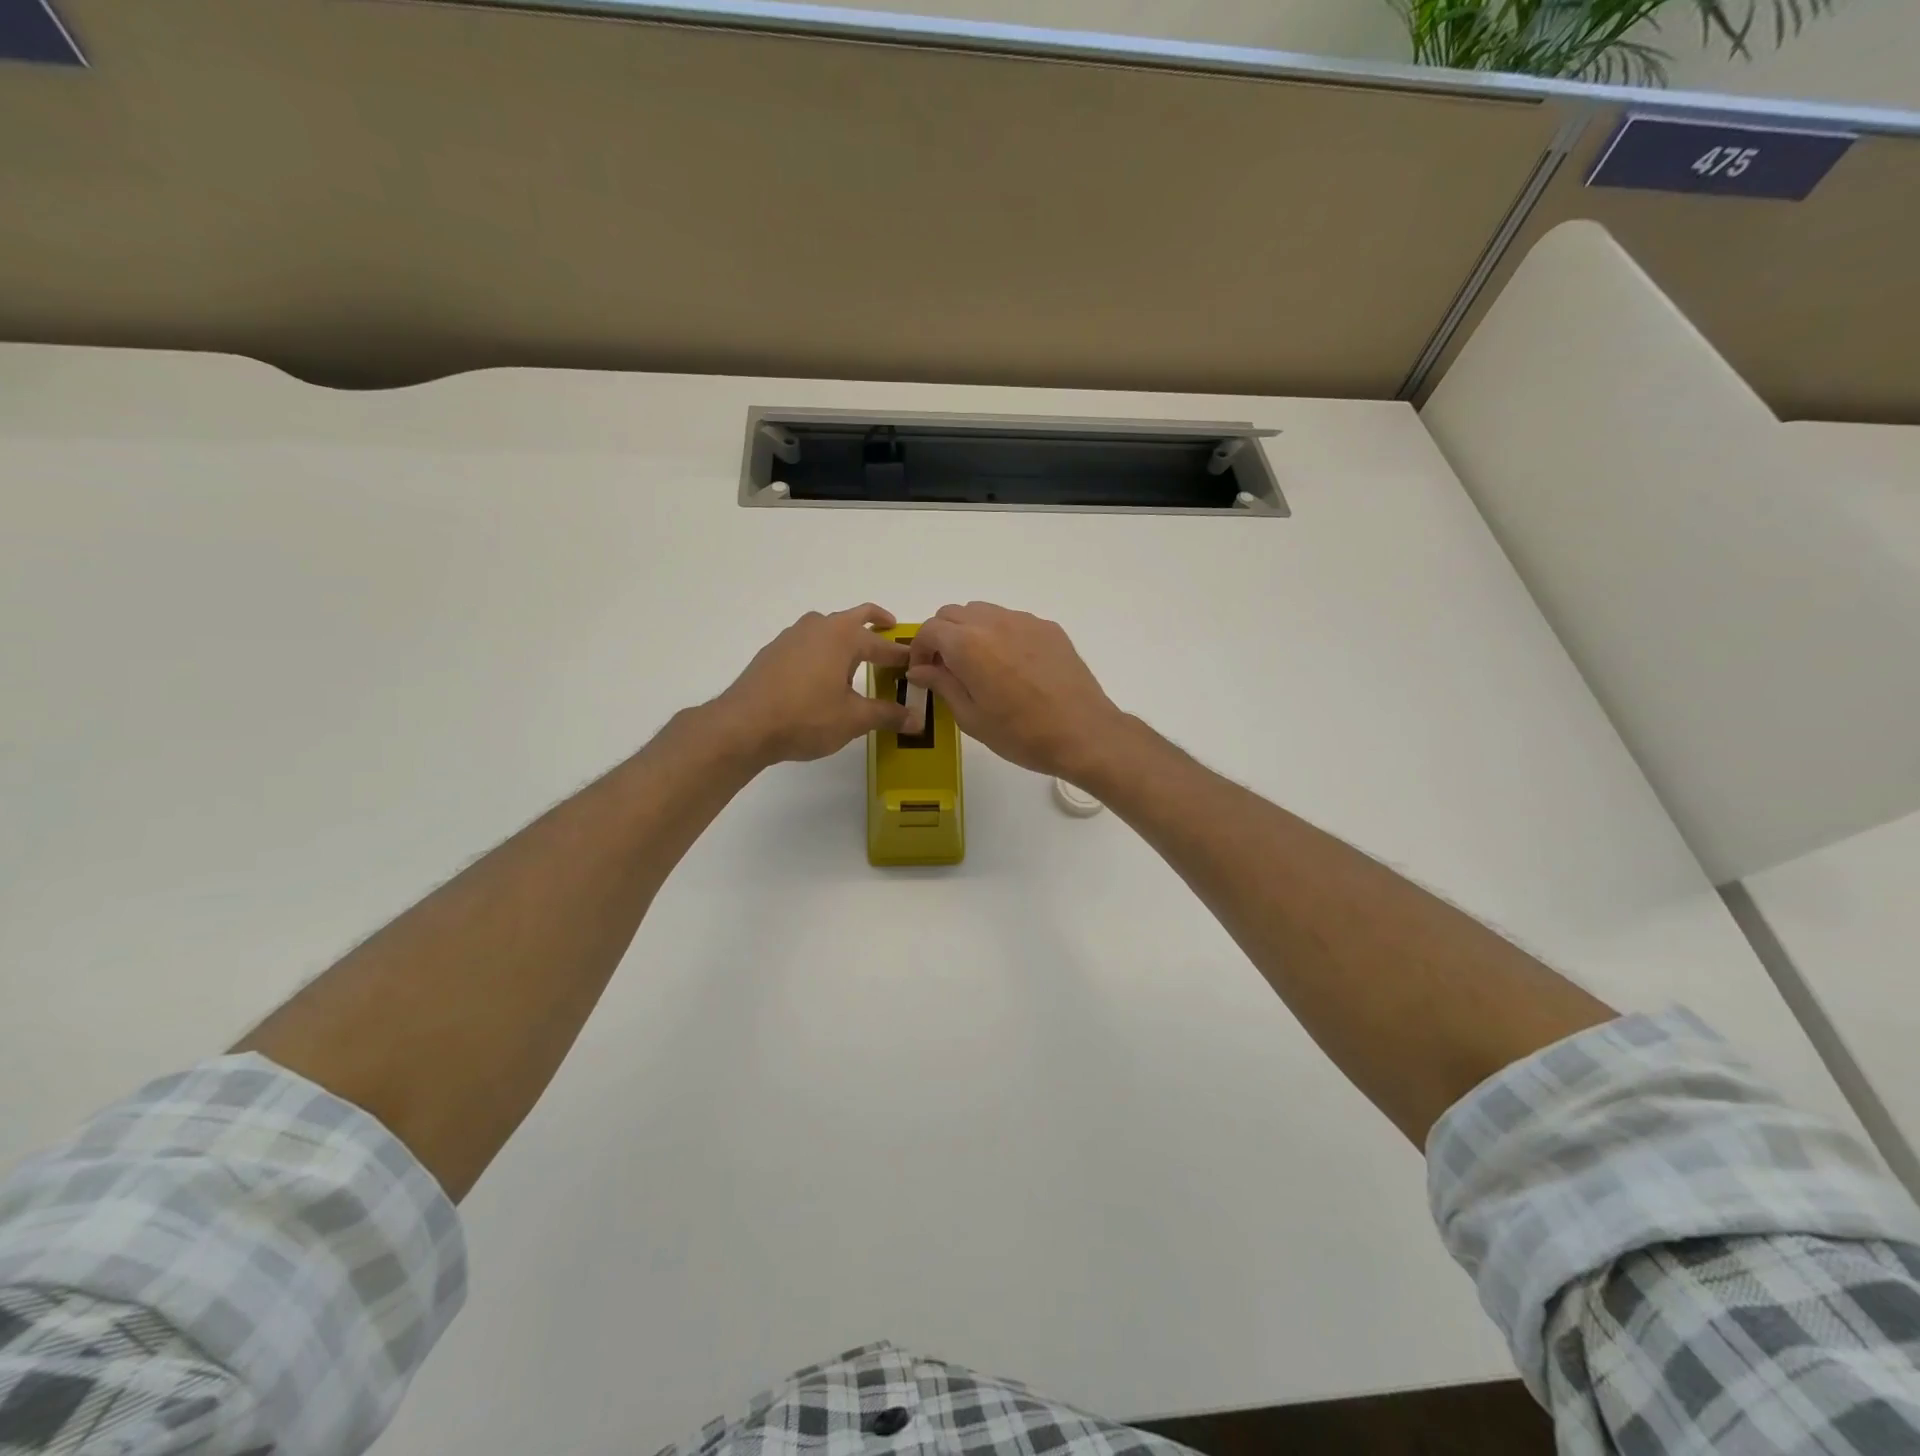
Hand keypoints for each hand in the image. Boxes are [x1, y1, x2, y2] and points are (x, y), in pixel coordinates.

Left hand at [712, 605, 911, 766]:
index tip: (917, 662)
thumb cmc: (806, 717)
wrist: (743, 725)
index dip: (902, 655)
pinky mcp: (773, 652)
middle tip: (891, 629)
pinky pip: (808, 643)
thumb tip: (916, 720)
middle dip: (876, 622)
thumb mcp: (853, 720)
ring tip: (855, 658)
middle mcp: (818, 627)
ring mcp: (792, 637)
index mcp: (843, 637)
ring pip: (827, 627)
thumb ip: (887, 715)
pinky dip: (823, 650)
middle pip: (855, 616)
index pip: (883, 643)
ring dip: (845, 636)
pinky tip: (821, 675)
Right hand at [907, 602, 1126, 780]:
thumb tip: (920, 669)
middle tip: (947, 668)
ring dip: (970, 631)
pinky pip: (1012, 621)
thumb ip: (942, 685)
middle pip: (953, 613)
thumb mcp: (971, 718)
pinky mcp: (1048, 628)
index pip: (929, 629)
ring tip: (979, 665)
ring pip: (983, 612)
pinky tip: (1012, 666)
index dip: (919, 649)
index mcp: (968, 645)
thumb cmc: (1021, 734)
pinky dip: (999, 634)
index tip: (923, 671)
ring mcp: (1025, 621)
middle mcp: (994, 622)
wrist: (1083, 733)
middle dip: (942, 636)